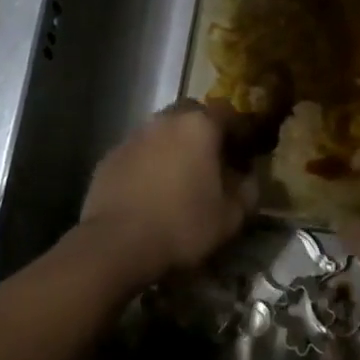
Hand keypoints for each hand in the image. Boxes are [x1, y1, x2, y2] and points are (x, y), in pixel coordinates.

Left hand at [75, 102, 254, 287]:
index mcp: (200, 126)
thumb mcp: (230, 218)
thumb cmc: (182, 225)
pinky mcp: (110, 156)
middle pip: (192, 114)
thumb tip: (249, 179)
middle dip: (204, 131)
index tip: (245, 154)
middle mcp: (166, 120)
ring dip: (174, 145)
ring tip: (179, 177)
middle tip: (211, 160)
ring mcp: (134, 136)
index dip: (240, 132)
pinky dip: (149, 162)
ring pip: (162, 130)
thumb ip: (247, 192)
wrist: (116, 245)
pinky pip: (139, 151)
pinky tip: (150, 190)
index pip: (229, 114)